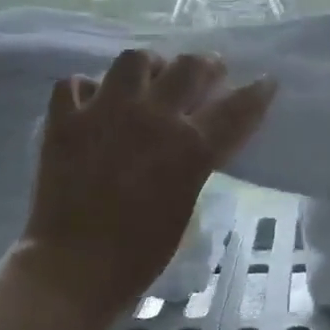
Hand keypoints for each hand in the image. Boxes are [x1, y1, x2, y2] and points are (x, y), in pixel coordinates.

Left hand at [11, 49, 275, 329]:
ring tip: (149, 78)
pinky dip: (88, 89)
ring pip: (134, 59)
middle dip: (207, 65)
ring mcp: (104, 112)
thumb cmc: (140, 253)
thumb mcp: (186, 203)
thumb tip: (197, 139)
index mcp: (189, 146)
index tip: (265, 82)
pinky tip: (93, 102)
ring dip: (149, 66)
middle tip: (209, 70)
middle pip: (189, 67)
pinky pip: (76, 83)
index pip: (236, 108)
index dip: (257, 93)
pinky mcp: (64, 120)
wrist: (73, 269)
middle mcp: (151, 117)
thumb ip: (196, 162)